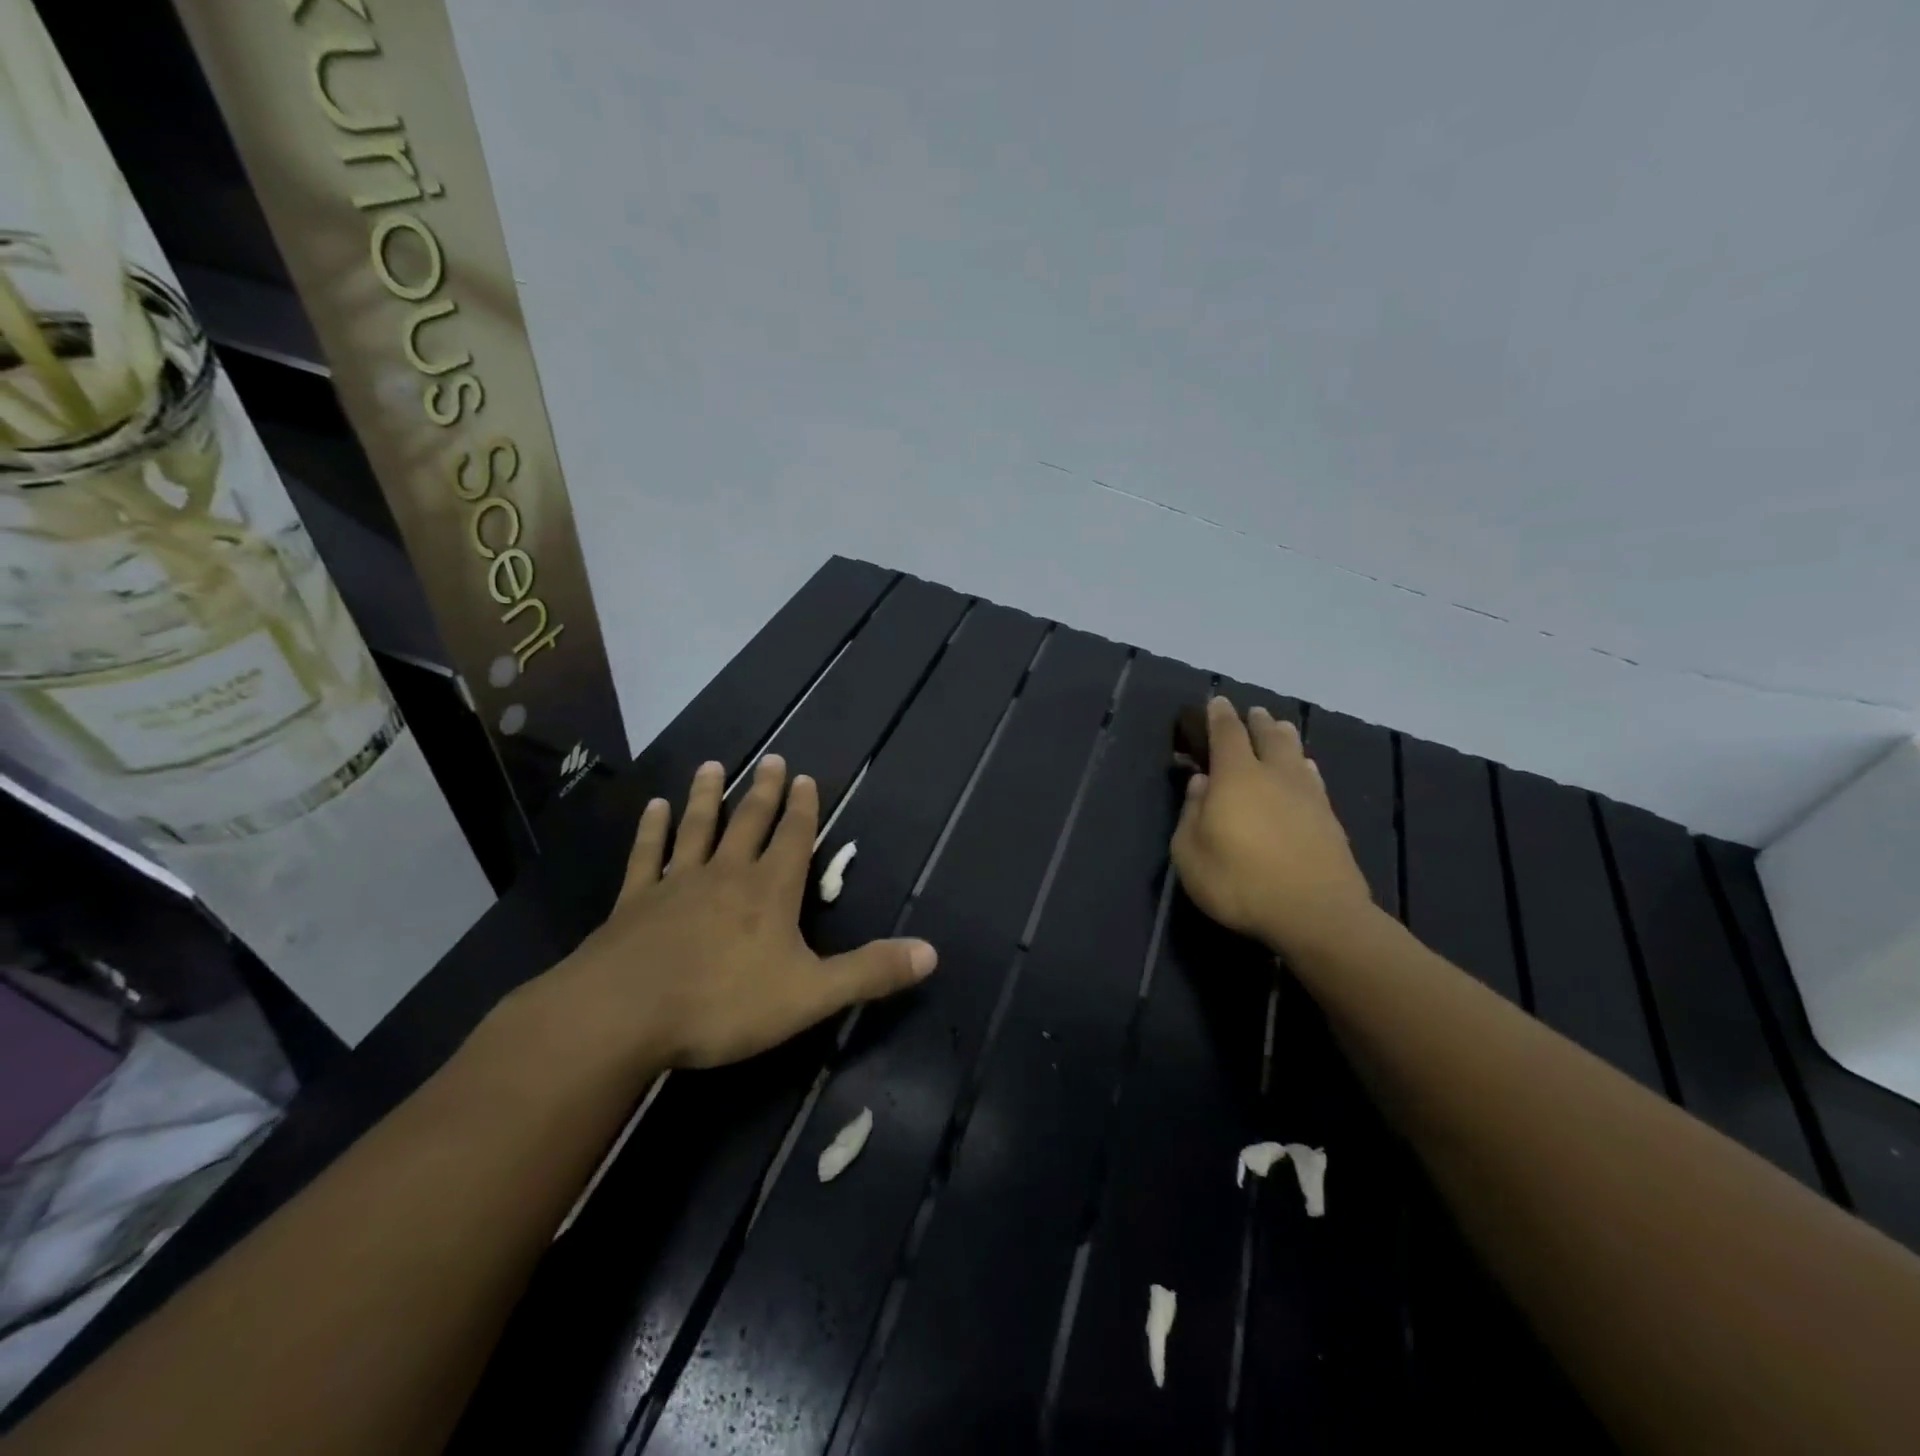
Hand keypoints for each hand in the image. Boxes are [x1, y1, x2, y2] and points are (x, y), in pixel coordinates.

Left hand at [526, 755, 936, 1074]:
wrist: (624, 1015)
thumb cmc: (723, 1004)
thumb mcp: (810, 995)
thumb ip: (869, 972)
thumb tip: (931, 954)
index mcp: (770, 891)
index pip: (793, 838)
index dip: (803, 809)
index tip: (804, 777)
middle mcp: (726, 874)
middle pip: (749, 822)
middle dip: (763, 791)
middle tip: (770, 759)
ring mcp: (677, 883)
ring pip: (697, 828)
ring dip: (706, 796)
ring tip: (711, 765)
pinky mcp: (635, 901)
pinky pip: (647, 855)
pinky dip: (652, 829)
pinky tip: (654, 807)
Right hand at [1171, 697, 1378, 959]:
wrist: (1315, 914)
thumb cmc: (1239, 882)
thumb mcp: (1190, 853)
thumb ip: (1191, 814)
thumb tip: (1201, 784)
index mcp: (1236, 777)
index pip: (1227, 734)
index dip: (1219, 716)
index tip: (1217, 702)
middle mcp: (1274, 776)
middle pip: (1268, 736)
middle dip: (1258, 722)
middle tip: (1253, 713)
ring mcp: (1308, 796)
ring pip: (1297, 754)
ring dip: (1285, 738)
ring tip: (1280, 730)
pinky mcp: (1330, 820)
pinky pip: (1314, 780)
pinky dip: (1305, 768)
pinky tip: (1306, 772)